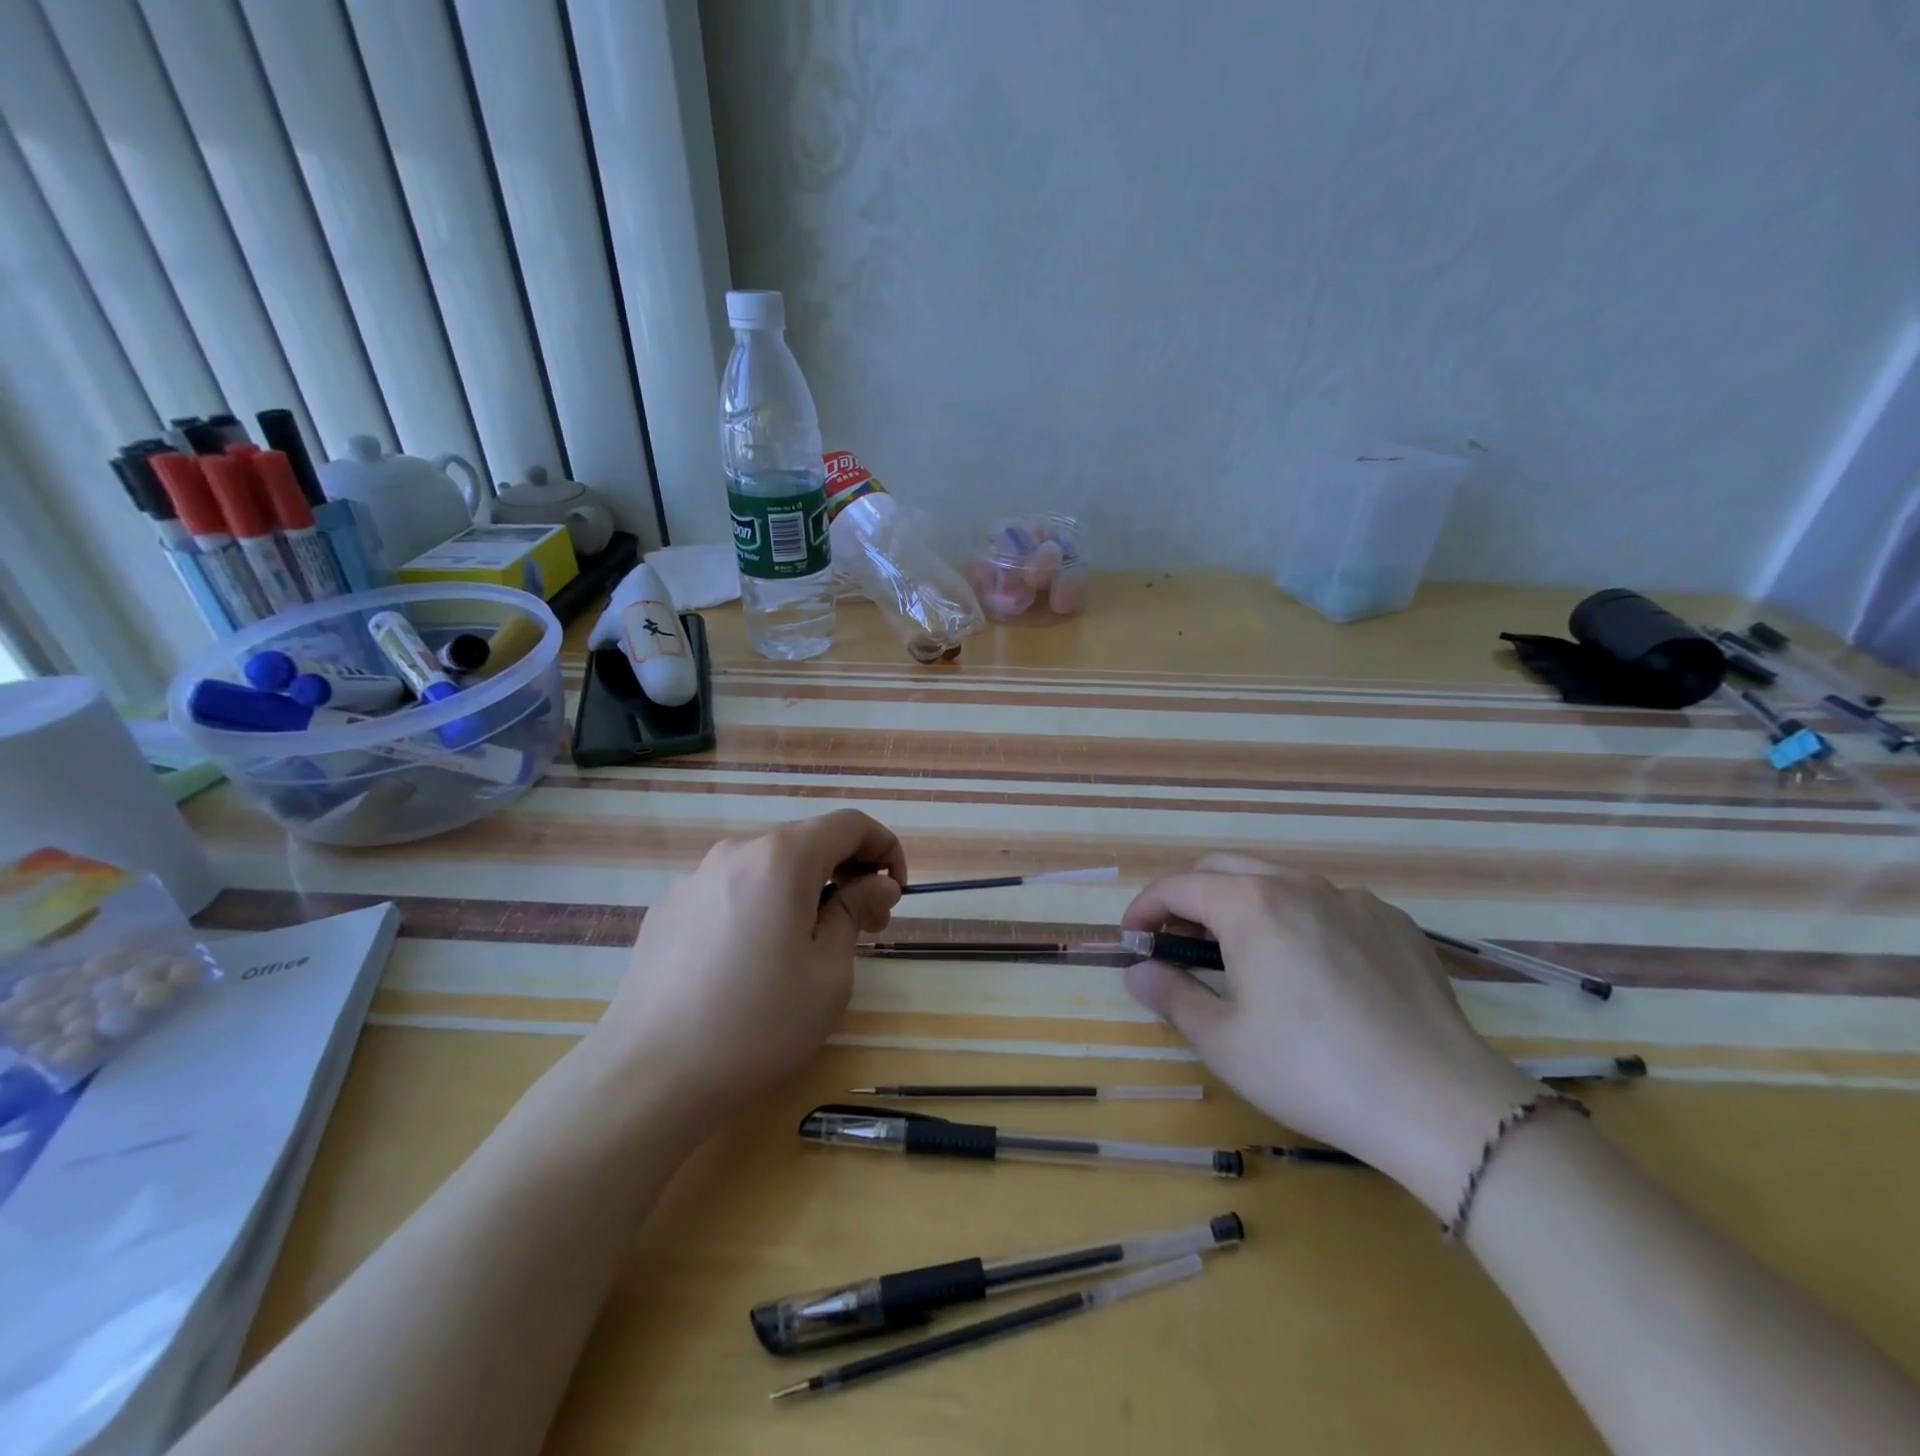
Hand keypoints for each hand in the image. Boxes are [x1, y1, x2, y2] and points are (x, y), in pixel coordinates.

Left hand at [582, 811, 905, 1116]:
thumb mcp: (829, 973)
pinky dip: (761, 907)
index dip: (884, 848)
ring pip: (767, 867)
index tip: (894, 893)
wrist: (646, 1078)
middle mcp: (735, 853)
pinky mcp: (668, 910)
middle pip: (807, 842)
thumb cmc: (757, 1025)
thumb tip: (876, 885)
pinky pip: (731, 892)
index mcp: (781, 858)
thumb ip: (855, 912)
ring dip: (803, 891)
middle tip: (865, 926)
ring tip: (809, 947)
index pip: (849, 824)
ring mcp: (694, 880)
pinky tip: (753, 962)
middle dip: (847, 872)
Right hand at [1122, 854, 1536, 1217]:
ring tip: (1242, 952)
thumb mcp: (1224, 1042)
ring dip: (1244, 903)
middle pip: (1224, 868)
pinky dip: (1300, 919)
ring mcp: (1353, 900)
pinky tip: (1313, 968)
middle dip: (1190, 896)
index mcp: (1250, 905)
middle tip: (1178, 940)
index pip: (1178, 885)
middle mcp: (1299, 885)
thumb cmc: (1313, 1071)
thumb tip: (1138, 973)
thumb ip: (1172, 996)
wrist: (1440, 1104)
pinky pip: (1329, 904)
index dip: (1146, 907)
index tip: (1132, 937)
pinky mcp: (1394, 923)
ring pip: (1279, 881)